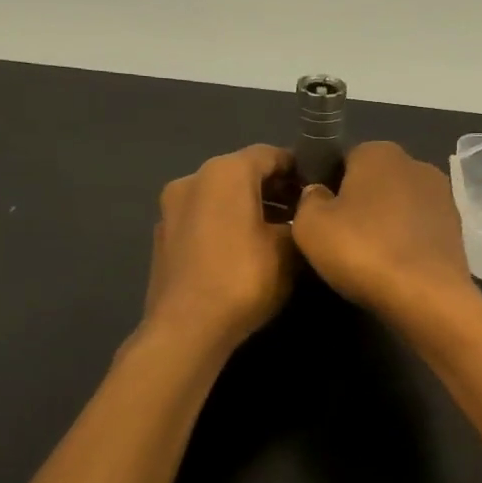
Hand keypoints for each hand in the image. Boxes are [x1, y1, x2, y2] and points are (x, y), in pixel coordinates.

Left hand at [143, 145, 295, 352]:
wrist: (187, 328)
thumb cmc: (244, 279)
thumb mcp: (289, 250)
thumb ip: (300, 221)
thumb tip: (302, 215)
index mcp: (225, 171)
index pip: (270, 154)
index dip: (299, 169)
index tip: (319, 190)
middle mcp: (192, 179)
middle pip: (242, 172)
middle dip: (273, 189)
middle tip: (301, 214)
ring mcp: (171, 208)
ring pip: (220, 196)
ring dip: (248, 208)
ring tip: (275, 236)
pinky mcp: (163, 237)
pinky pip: (203, 218)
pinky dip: (225, 224)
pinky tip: (242, 252)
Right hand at [291, 141, 478, 326]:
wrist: (427, 296)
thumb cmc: (363, 251)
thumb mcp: (310, 226)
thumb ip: (308, 200)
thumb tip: (319, 193)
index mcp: (379, 151)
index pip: (344, 159)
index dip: (329, 186)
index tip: (320, 217)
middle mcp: (416, 163)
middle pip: (376, 182)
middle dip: (360, 204)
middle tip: (341, 239)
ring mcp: (442, 196)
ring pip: (400, 206)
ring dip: (385, 224)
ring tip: (368, 258)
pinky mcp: (457, 228)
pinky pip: (419, 230)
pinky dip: (406, 243)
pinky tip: (395, 267)